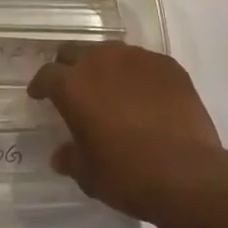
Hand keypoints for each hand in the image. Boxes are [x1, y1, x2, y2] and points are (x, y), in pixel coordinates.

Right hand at [29, 41, 227, 226]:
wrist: (188, 173)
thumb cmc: (128, 175)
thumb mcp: (89, 175)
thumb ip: (71, 158)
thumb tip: (61, 155)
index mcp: (74, 85)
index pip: (47, 74)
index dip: (41, 85)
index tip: (39, 95)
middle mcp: (101, 60)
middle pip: (76, 52)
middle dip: (70, 67)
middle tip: (73, 88)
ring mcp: (137, 58)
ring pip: (111, 53)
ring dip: (106, 69)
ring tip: (112, 91)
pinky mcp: (167, 64)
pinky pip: (144, 64)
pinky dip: (138, 76)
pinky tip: (146, 98)